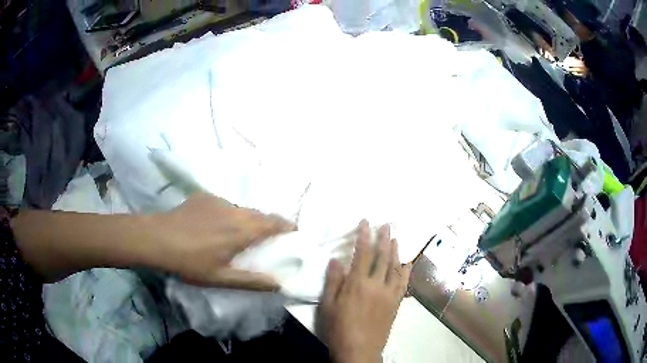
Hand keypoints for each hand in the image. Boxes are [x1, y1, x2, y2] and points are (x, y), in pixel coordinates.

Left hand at [150, 193, 294, 289]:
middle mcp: (234, 211)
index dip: (286, 225)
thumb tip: (279, 284)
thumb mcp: (221, 278)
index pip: (273, 223)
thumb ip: (252, 281)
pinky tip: (215, 225)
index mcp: (241, 231)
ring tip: (240, 233)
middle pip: (259, 214)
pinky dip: (229, 214)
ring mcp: (218, 201)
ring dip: (247, 219)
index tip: (293, 232)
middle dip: (268, 224)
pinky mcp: (205, 197)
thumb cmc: (190, 262)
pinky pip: (225, 205)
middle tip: (267, 238)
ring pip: (242, 209)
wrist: (158, 238)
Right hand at [316, 221, 410, 362]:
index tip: (366, 222)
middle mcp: (377, 284)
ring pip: (395, 267)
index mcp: (358, 283)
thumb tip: (336, 259)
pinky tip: (407, 263)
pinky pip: (403, 283)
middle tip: (385, 225)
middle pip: (382, 256)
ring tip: (395, 238)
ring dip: (395, 251)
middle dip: (383, 238)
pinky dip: (405, 271)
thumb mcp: (328, 305)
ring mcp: (389, 293)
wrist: (359, 349)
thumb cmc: (339, 328)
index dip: (364, 236)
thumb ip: (333, 281)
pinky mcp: (396, 303)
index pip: (363, 253)